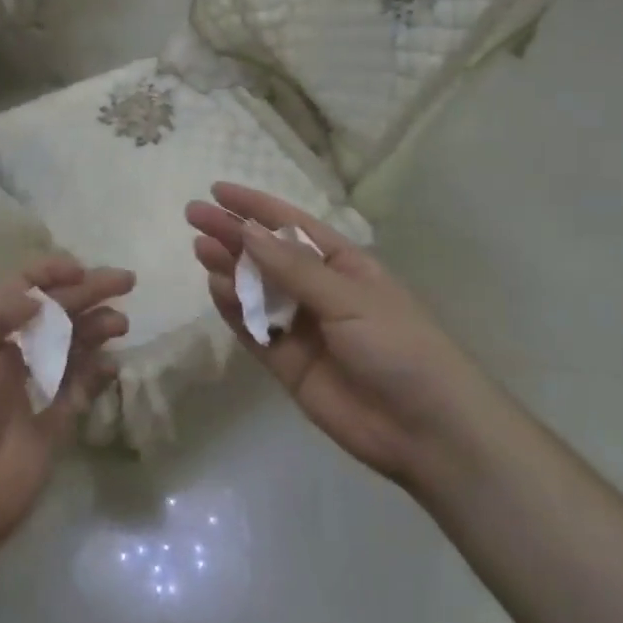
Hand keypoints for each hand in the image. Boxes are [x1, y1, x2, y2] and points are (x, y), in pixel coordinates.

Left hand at [0, 257, 132, 575]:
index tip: (82, 269)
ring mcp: (31, 390)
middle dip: (88, 293)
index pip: (21, 288)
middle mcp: (8, 353)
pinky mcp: (50, 426)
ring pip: (71, 347)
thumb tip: (38, 296)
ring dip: (96, 329)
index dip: (50, 272)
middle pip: (55, 313)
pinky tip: (113, 364)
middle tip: (126, 282)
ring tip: (120, 324)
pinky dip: (98, 374)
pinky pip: (79, 390)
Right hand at [186, 182, 489, 489]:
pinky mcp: (287, 364)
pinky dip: (233, 310)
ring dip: (229, 268)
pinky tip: (216, 289)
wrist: (428, 431)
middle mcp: (319, 290)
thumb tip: (247, 229)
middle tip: (194, 216)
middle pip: (267, 255)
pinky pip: (253, 330)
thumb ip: (292, 268)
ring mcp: (301, 328)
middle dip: (233, 233)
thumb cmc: (399, 346)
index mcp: (343, 265)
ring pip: (256, 290)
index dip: (256, 206)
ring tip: (201, 249)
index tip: (218, 191)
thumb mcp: (349, 297)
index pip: (292, 225)